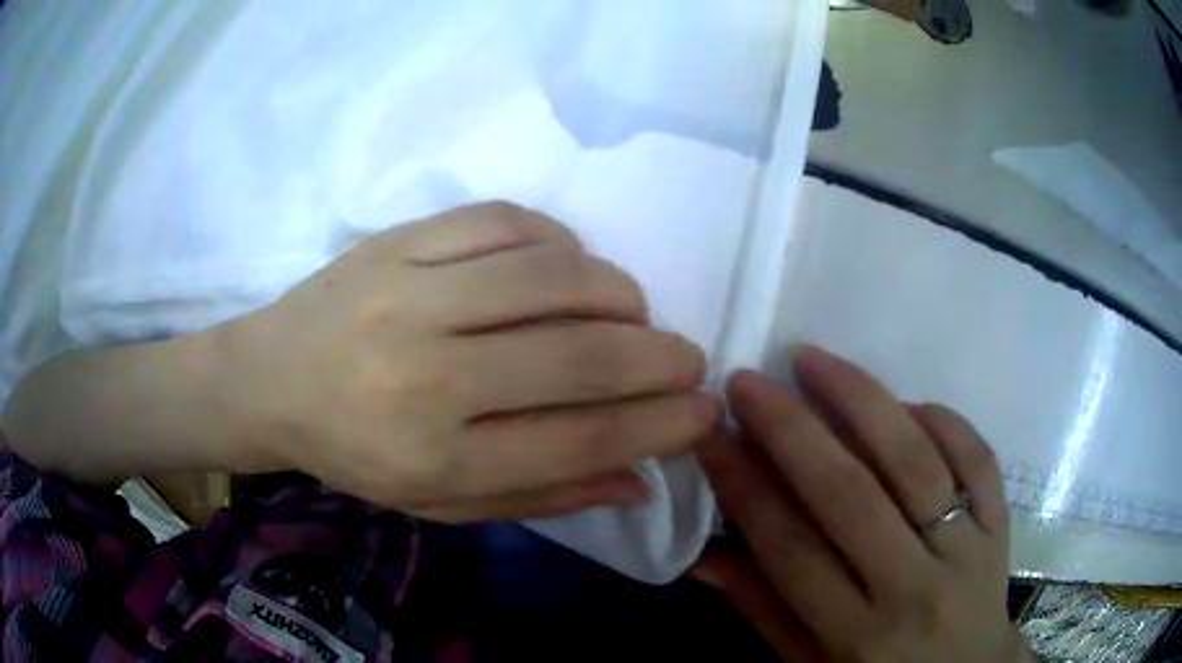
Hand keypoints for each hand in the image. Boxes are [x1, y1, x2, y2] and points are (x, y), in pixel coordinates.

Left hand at [217, 202, 720, 521]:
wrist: (268, 379)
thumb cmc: (352, 454)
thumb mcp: (438, 502)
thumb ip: (540, 496)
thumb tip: (638, 478)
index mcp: (432, 456)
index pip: (576, 441)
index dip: (657, 427)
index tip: (703, 413)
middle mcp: (423, 374)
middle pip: (576, 358)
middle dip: (658, 360)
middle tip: (689, 361)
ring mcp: (407, 291)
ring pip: (550, 276)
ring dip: (617, 293)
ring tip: (634, 314)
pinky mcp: (396, 238)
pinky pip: (502, 220)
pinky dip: (558, 240)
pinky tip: (568, 266)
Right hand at [694, 347, 1028, 661]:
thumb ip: (764, 614)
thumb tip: (702, 561)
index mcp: (856, 635)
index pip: (791, 551)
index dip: (744, 488)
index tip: (710, 434)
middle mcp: (914, 588)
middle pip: (850, 496)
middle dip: (791, 431)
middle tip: (747, 382)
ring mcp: (967, 548)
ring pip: (915, 462)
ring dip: (861, 401)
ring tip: (814, 360)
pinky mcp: (1000, 521)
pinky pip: (976, 456)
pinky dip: (940, 418)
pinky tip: (901, 403)